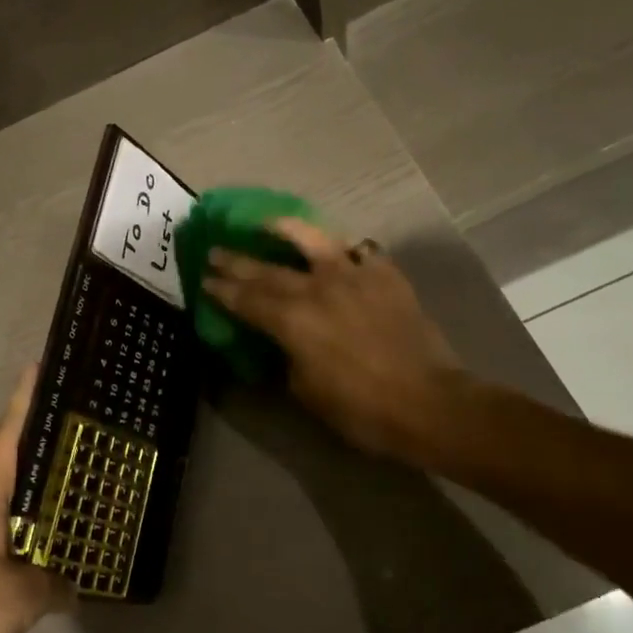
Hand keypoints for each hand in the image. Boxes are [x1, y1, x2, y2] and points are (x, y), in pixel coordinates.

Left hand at [0, 366, 73, 632]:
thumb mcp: (20, 597)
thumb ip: (55, 584)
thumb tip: (77, 587)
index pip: (9, 430)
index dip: (25, 397)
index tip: (39, 365)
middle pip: (4, 450)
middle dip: (33, 431)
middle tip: (71, 419)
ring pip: (0, 484)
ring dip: (27, 472)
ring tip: (63, 464)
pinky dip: (20, 507)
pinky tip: (39, 521)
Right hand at [204, 219, 464, 465]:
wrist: (428, 402)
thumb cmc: (360, 409)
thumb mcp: (306, 391)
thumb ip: (288, 357)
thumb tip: (284, 342)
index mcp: (293, 320)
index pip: (246, 299)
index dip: (222, 289)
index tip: (204, 279)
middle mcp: (317, 288)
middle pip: (268, 270)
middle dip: (237, 261)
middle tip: (215, 251)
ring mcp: (354, 275)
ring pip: (313, 240)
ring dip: (284, 229)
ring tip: (267, 223)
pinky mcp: (385, 275)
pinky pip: (360, 252)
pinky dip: (344, 251)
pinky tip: (337, 252)